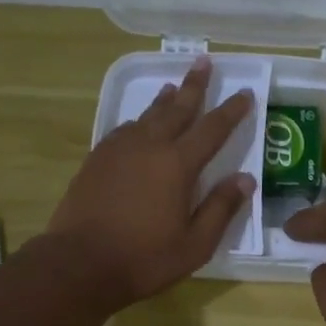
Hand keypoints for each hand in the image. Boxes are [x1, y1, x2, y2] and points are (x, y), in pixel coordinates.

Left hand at [46, 56, 255, 310]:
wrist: (80, 263)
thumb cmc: (145, 258)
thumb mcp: (195, 244)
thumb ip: (221, 208)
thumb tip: (245, 179)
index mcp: (178, 165)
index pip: (212, 129)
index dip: (231, 111)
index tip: (245, 93)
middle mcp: (149, 147)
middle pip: (176, 109)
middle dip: (193, 86)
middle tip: (203, 62)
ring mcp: (118, 151)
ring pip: (146, 115)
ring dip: (164, 100)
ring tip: (172, 87)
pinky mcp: (96, 160)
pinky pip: (123, 129)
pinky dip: (138, 121)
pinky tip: (138, 124)